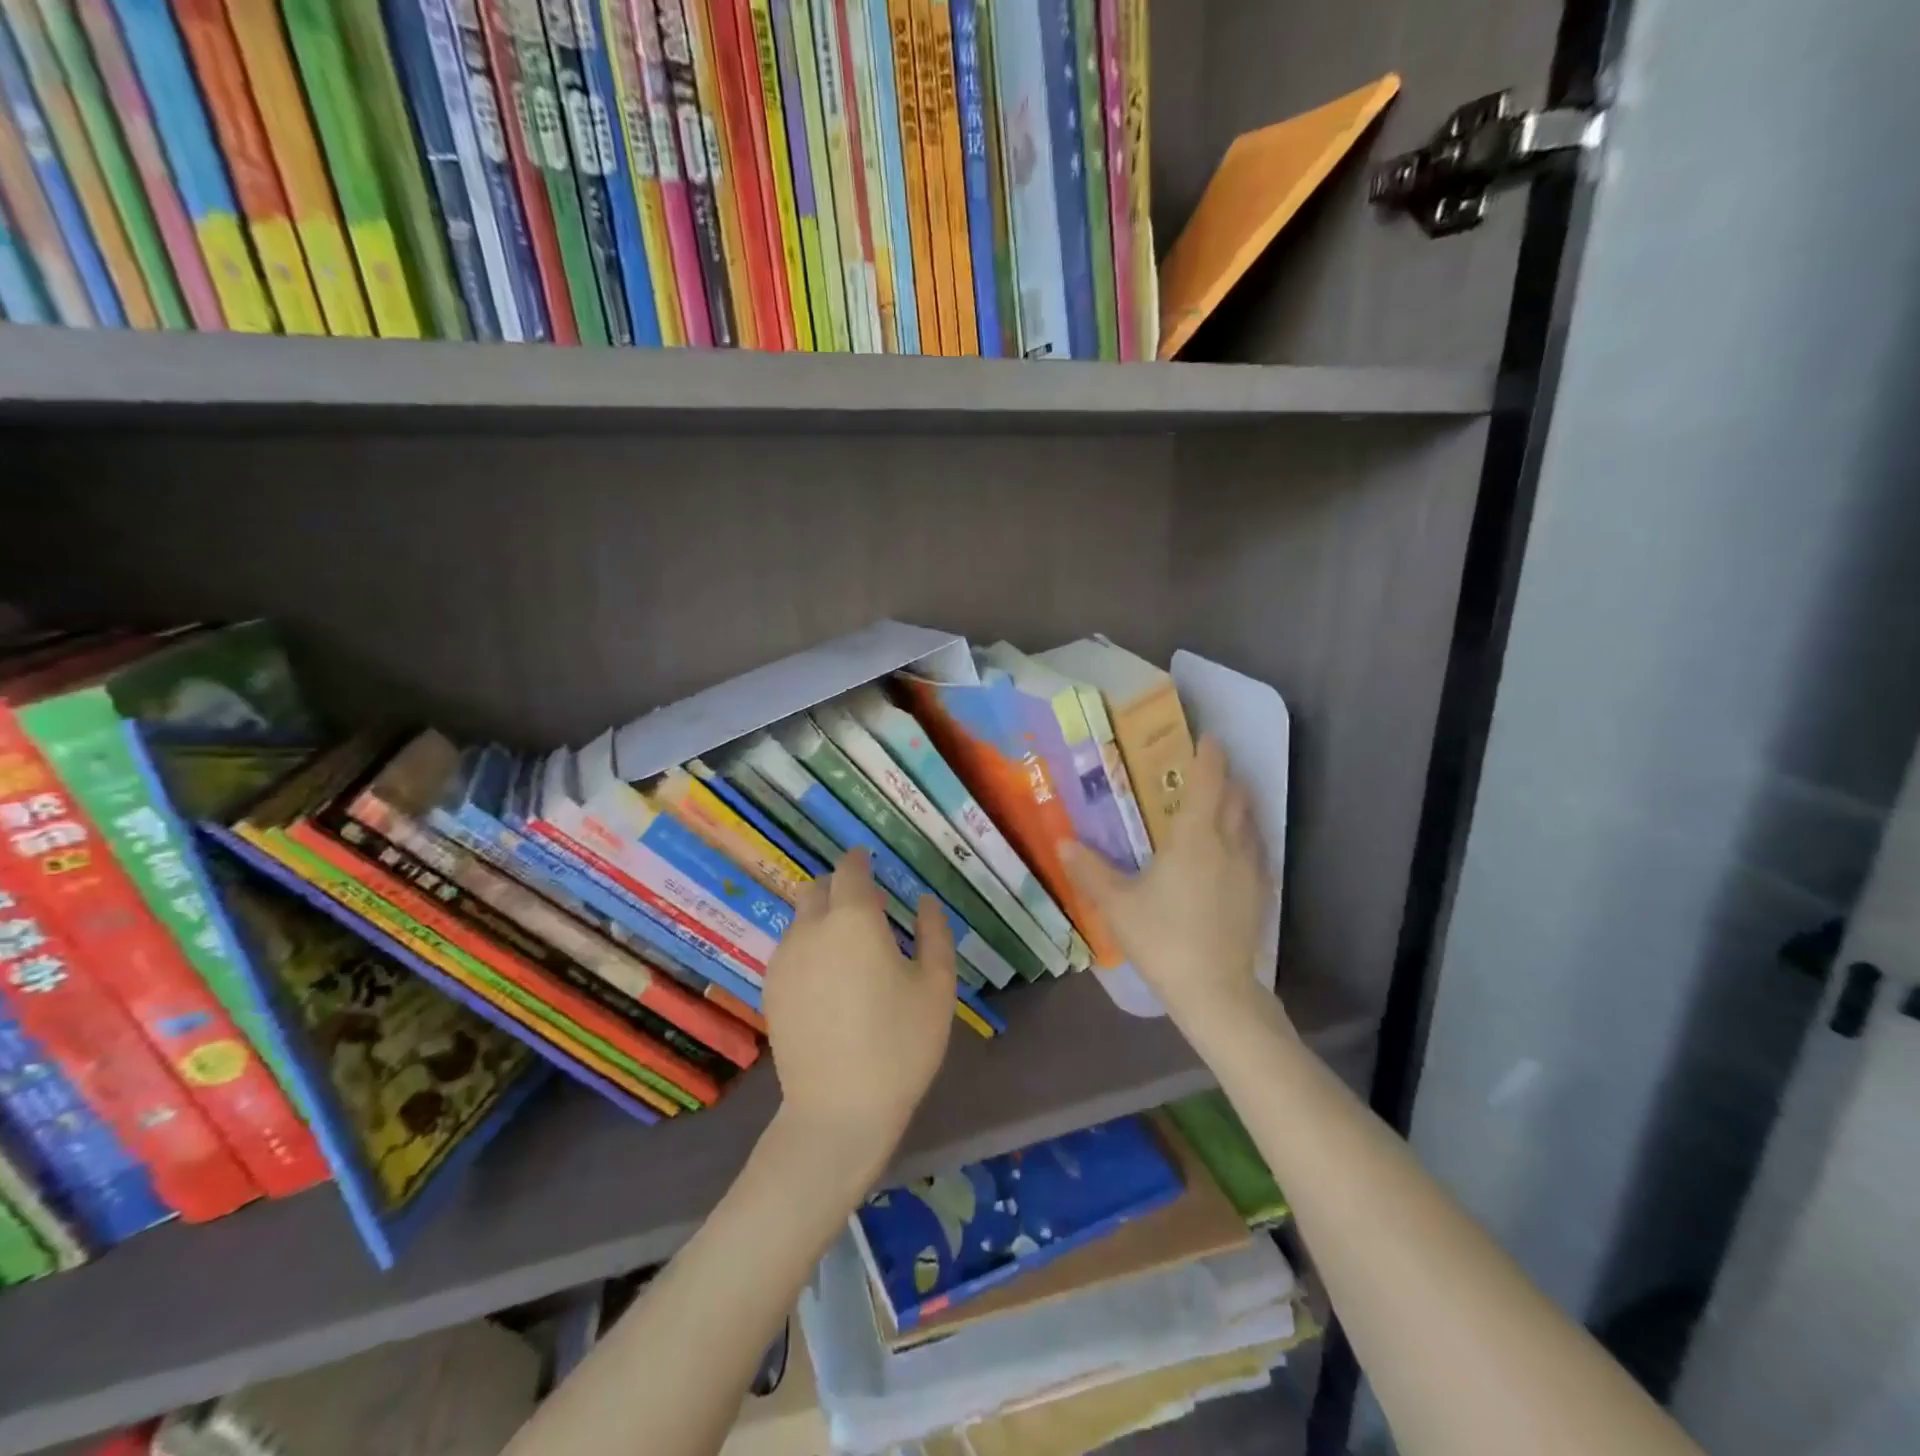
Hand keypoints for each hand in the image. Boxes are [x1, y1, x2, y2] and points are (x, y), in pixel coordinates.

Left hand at [762, 849, 956, 1183]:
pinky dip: (809, 946)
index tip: (870, 860)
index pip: (850, 869)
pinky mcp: (771, 990)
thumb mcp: (937, 986)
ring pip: (801, 919)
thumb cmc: (900, 1044)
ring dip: (823, 917)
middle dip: (839, 886)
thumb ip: (934, 932)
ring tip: (849, 947)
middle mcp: (811, 928)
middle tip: (867, 906)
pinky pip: (790, 949)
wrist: (838, 1111)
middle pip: (817, 888)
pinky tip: (829, 979)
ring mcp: (784, 959)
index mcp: (853, 918)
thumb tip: (924, 901)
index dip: (859, 860)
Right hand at [1061, 736, 1279, 1036]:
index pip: (1209, 782)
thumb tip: (1062, 841)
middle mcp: (1229, 844)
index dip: (1210, 756)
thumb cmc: (1163, 938)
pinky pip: (1256, 850)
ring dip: (1238, 806)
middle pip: (1237, 797)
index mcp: (1195, 837)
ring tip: (1220, 805)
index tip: (1208, 738)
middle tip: (1206, 771)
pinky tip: (1232, 852)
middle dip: (1225, 778)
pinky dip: (1246, 837)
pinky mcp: (1261, 894)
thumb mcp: (1117, 904)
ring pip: (1251, 823)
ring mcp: (1251, 870)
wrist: (1215, 990)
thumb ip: (1090, 870)